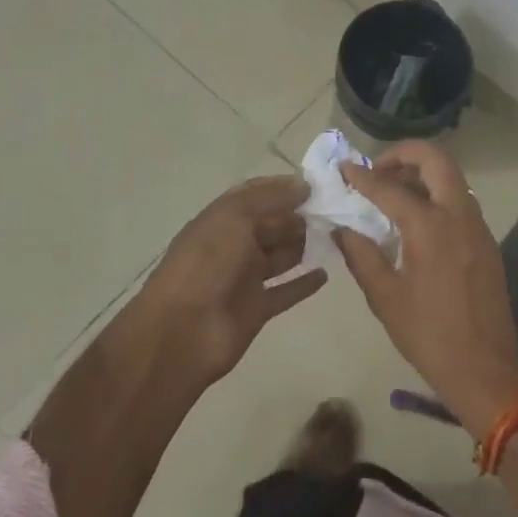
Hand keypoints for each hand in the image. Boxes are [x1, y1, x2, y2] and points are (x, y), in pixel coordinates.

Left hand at [135, 175, 326, 385]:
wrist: (181, 331)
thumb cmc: (206, 264)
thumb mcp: (235, 217)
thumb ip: (270, 198)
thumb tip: (304, 185)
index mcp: (222, 219)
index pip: (255, 195)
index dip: (283, 188)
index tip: (316, 185)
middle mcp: (234, 245)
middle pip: (271, 225)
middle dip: (298, 216)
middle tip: (334, 211)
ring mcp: (245, 278)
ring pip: (280, 256)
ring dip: (303, 245)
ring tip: (336, 235)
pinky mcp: (257, 309)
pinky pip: (285, 291)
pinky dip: (304, 284)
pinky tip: (325, 274)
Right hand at [335, 142, 517, 436]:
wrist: (486, 370)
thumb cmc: (429, 335)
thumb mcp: (384, 296)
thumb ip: (360, 254)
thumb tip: (341, 228)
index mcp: (430, 226)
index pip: (389, 187)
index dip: (362, 177)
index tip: (344, 169)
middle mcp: (458, 215)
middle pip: (436, 159)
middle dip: (404, 154)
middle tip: (378, 170)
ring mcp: (477, 226)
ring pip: (452, 177)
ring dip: (422, 173)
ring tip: (392, 192)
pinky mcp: (486, 242)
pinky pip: (460, 201)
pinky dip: (436, 194)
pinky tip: (415, 221)